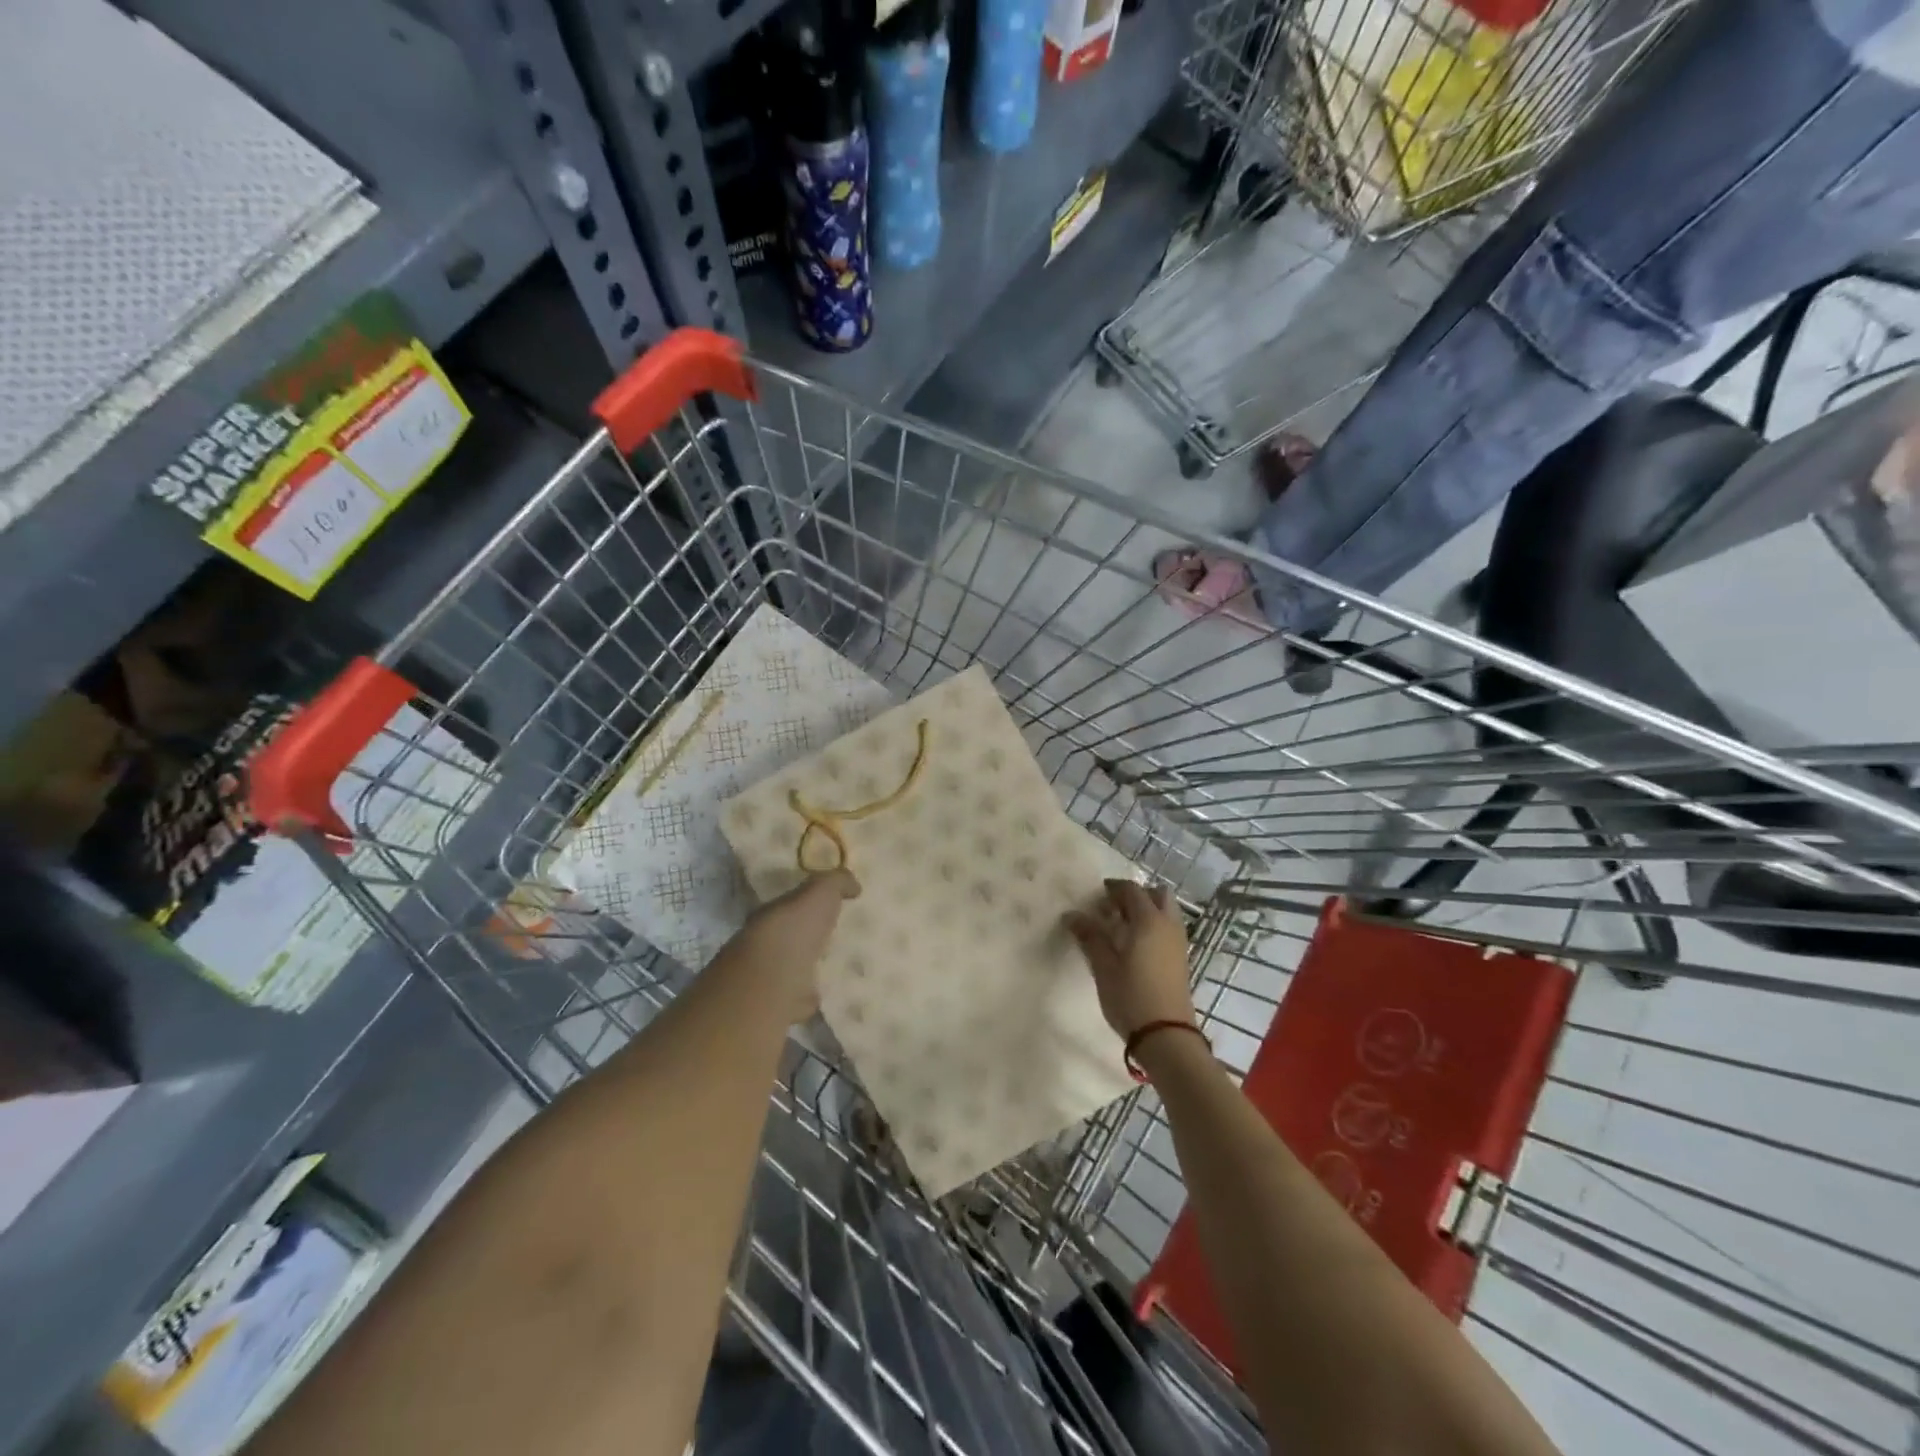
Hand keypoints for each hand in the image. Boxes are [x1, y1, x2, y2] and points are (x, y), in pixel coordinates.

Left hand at [727, 869, 859, 1021]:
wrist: (771, 981)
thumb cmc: (794, 929)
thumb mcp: (820, 893)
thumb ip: (836, 883)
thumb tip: (854, 885)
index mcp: (772, 916)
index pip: (789, 907)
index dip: (807, 906)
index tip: (829, 908)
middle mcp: (764, 945)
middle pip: (788, 939)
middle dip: (806, 939)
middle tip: (832, 939)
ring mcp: (768, 978)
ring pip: (789, 970)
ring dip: (805, 970)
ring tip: (831, 970)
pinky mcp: (777, 1008)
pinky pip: (795, 1001)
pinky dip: (806, 1000)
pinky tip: (822, 999)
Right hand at [1066, 879, 1193, 1040]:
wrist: (1166, 1035)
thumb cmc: (1130, 996)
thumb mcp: (1103, 966)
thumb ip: (1089, 936)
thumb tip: (1071, 915)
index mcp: (1148, 920)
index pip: (1132, 890)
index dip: (1113, 888)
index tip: (1096, 896)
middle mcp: (1168, 924)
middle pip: (1157, 894)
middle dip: (1136, 895)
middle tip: (1113, 909)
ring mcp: (1178, 942)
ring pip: (1166, 911)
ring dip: (1147, 910)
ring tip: (1122, 927)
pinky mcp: (1180, 959)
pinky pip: (1168, 928)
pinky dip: (1154, 925)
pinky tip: (1134, 945)